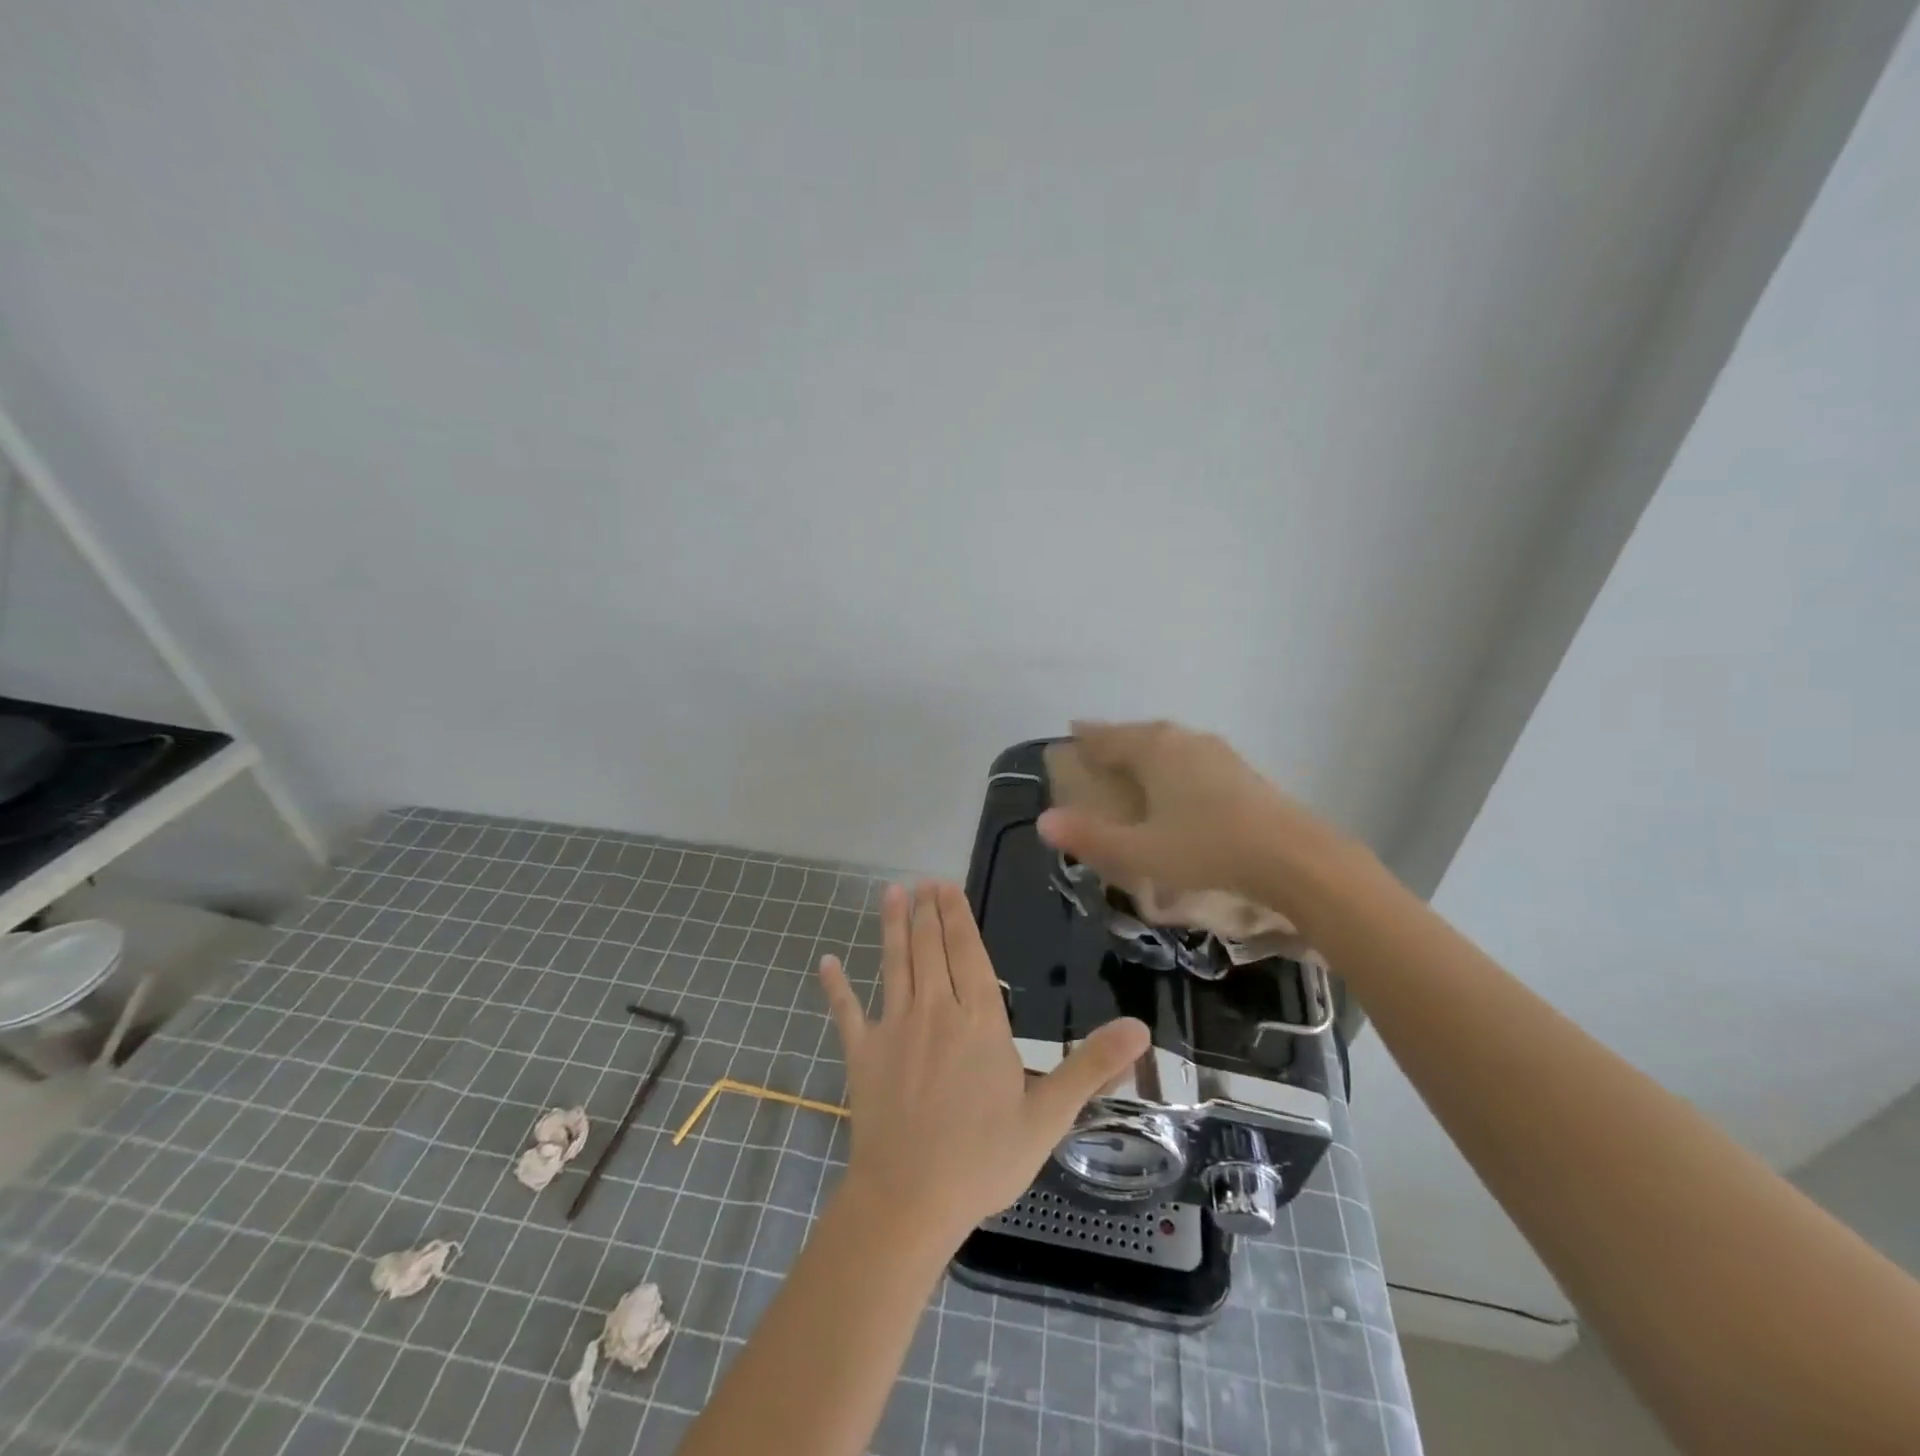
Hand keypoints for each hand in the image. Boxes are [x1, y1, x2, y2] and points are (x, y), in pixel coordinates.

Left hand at [817, 881, 1148, 1245]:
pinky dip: (836, 987)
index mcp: (979, 1022)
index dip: (958, 917)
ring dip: (893, 928)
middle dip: (928, 912)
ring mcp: (894, 1028)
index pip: (969, 954)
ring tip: (891, 894)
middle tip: (922, 881)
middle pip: (931, 950)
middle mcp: (935, 1011)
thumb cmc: (984, 1159)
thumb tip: (1141, 1028)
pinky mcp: (862, 1053)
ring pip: (895, 965)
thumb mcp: (1049, 1116)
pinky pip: (846, 1012)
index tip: (947, 887)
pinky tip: (826, 962)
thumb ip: (1092, 1067)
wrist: (911, 1199)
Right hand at [1036, 719, 1354, 914]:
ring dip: (1146, 751)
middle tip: (1096, 750)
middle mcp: (1183, 740)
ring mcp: (1217, 753)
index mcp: (1154, 750)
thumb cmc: (1207, 849)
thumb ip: (1090, 837)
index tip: (1070, 734)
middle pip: (1139, 734)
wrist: (1294, 859)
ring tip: (1133, 765)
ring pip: (1169, 743)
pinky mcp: (1241, 771)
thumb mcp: (1140, 851)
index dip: (1085, 737)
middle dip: (1115, 740)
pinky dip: (1172, 764)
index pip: (1108, 736)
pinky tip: (1178, 784)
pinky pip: (1191, 757)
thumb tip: (1044, 822)